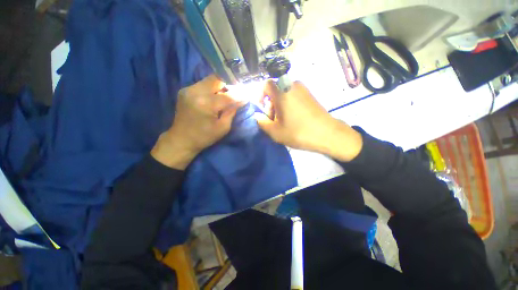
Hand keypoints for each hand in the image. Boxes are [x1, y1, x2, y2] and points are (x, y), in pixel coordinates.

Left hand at [152, 75, 242, 168]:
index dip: (240, 95)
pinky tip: (214, 98)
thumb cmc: (204, 137)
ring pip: (210, 80)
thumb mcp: (223, 127)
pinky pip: (203, 84)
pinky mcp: (185, 90)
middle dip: (229, 85)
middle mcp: (196, 91)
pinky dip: (212, 89)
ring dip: (220, 86)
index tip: (247, 95)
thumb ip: (232, 111)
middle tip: (235, 93)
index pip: (228, 95)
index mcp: (206, 104)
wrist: (181, 139)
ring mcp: (188, 89)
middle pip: (217, 79)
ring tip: (225, 96)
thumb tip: (242, 99)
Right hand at [254, 81, 362, 161]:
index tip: (263, 109)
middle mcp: (292, 86)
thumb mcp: (275, 131)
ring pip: (284, 94)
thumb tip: (257, 115)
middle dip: (270, 104)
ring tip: (283, 121)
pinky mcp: (310, 95)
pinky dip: (289, 105)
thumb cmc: (298, 132)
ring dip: (279, 106)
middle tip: (274, 120)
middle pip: (275, 91)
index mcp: (282, 92)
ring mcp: (303, 89)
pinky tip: (293, 118)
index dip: (260, 95)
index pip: (265, 84)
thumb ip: (261, 122)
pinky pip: (293, 96)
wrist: (327, 134)